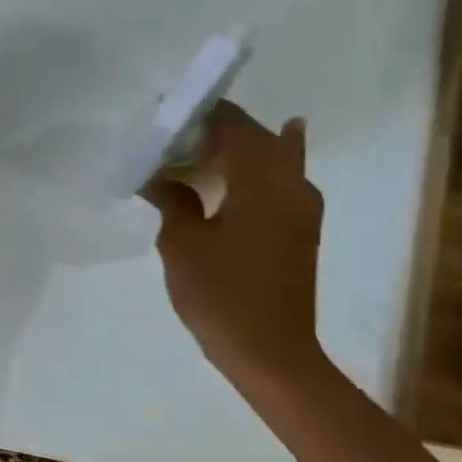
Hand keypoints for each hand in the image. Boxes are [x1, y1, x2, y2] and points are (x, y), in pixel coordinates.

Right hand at [143, 101, 327, 388]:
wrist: (269, 351)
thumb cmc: (220, 292)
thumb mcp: (182, 242)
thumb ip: (173, 201)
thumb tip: (160, 176)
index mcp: (263, 182)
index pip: (233, 126)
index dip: (202, 113)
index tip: (167, 110)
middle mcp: (291, 186)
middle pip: (259, 138)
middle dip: (219, 129)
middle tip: (176, 132)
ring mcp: (301, 210)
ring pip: (273, 160)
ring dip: (237, 151)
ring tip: (196, 149)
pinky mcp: (298, 232)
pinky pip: (276, 185)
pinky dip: (250, 174)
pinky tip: (229, 174)